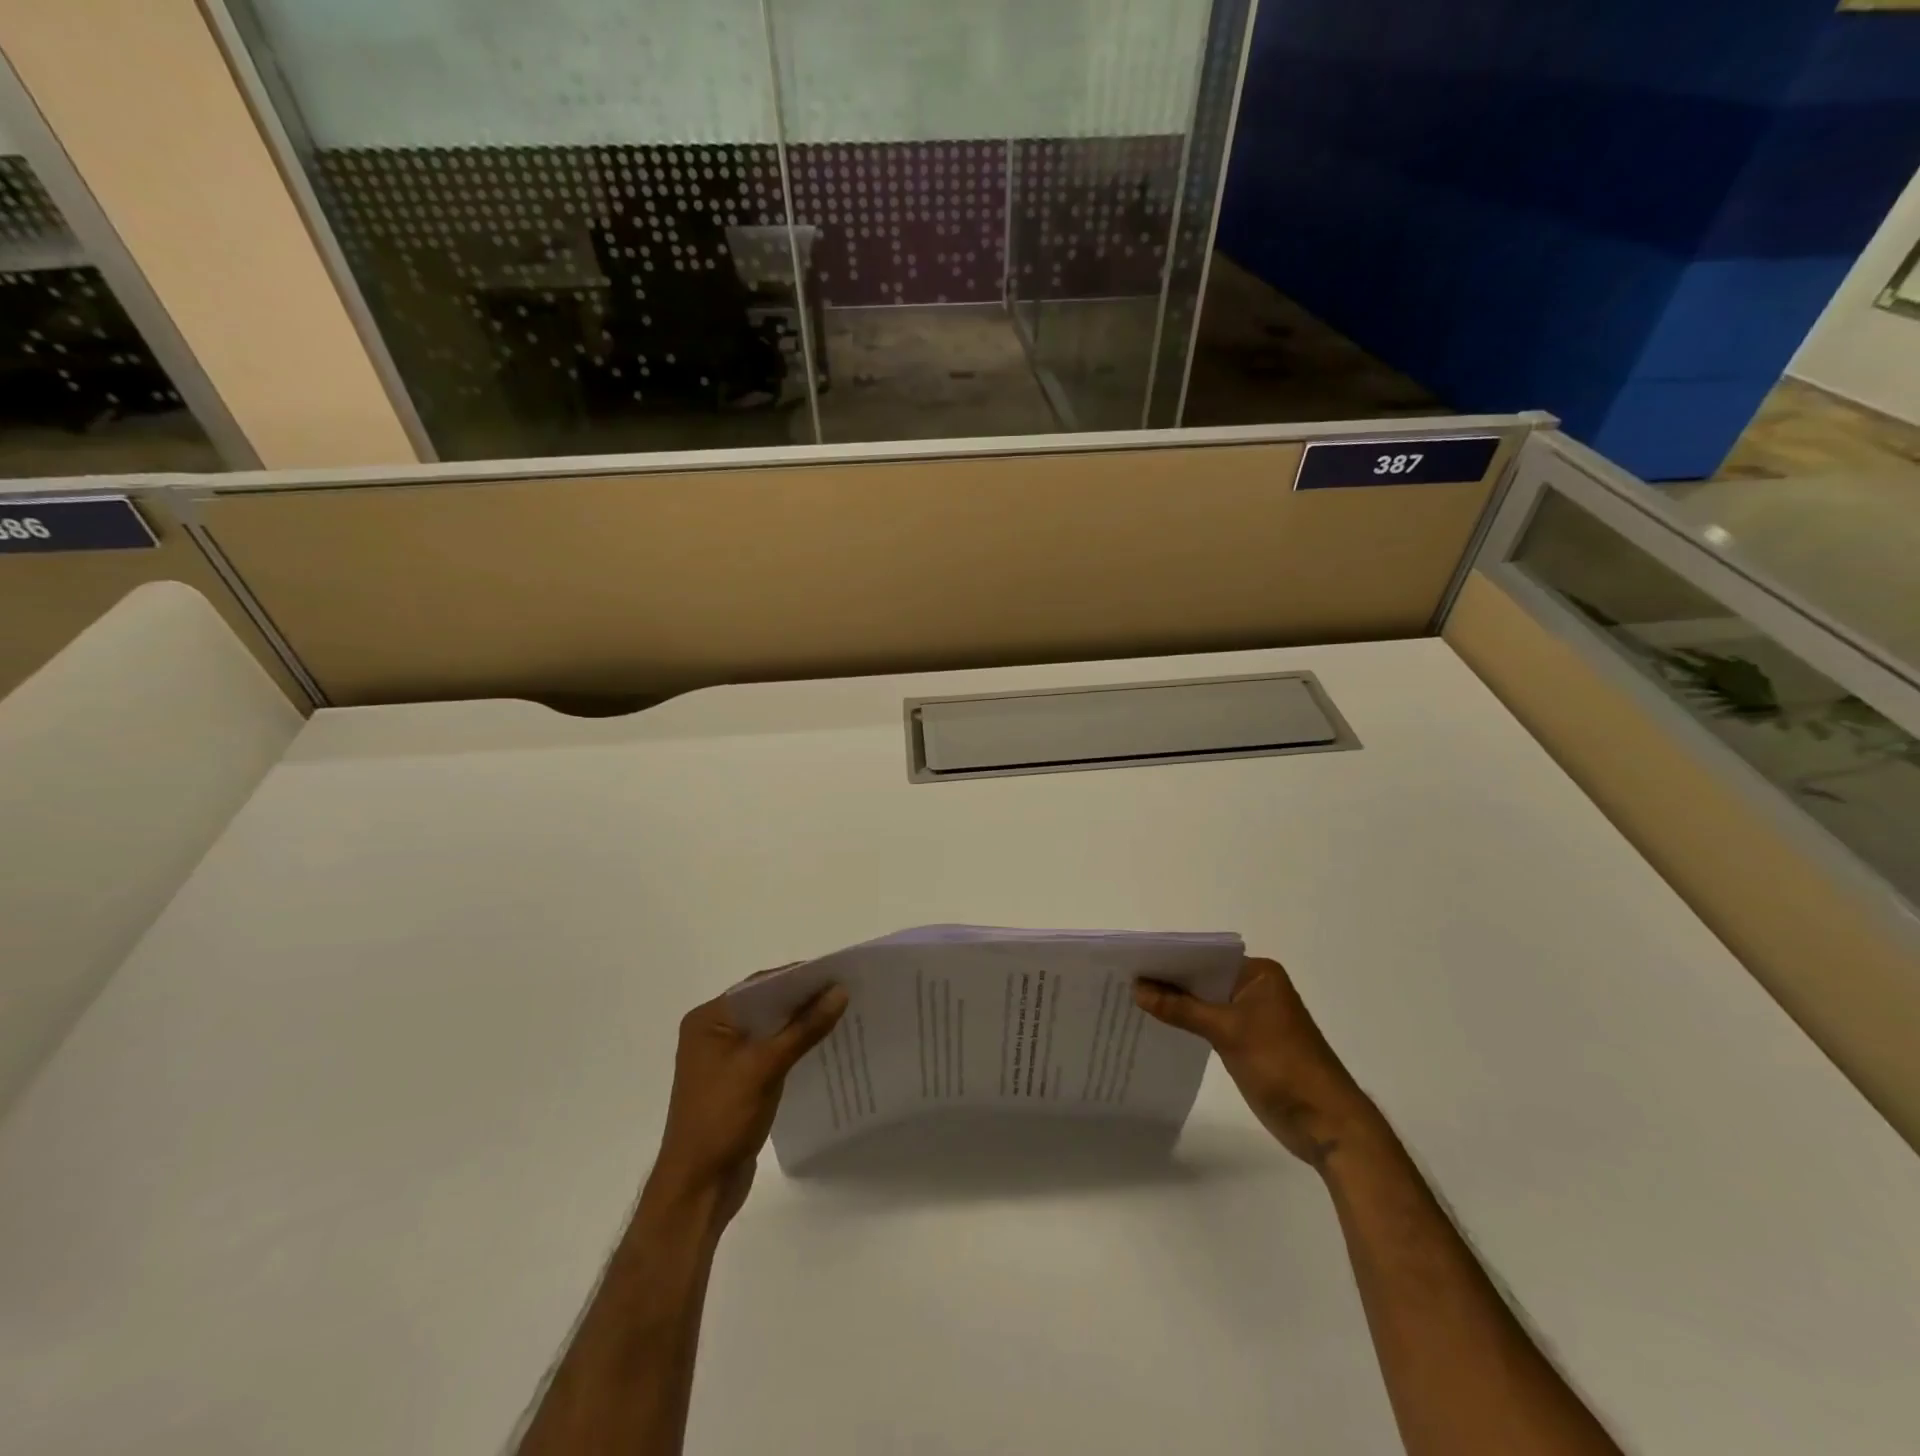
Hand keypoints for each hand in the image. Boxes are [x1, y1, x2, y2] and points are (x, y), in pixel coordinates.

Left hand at [649, 983, 848, 1225]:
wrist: (698, 1188)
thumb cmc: (723, 1118)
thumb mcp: (766, 1066)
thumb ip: (804, 1028)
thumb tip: (840, 991)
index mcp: (708, 1019)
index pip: (759, 986)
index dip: (797, 977)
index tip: (836, 972)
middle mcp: (712, 1032)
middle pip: (765, 1005)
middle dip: (802, 999)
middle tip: (844, 990)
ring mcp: (723, 1058)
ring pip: (769, 1028)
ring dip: (800, 1023)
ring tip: (840, 1013)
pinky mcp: (737, 1080)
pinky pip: (769, 1051)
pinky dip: (793, 1045)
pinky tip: (821, 1045)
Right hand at [1135, 957, 1375, 1167]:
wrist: (1325, 1123)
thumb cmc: (1281, 1065)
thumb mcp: (1227, 1031)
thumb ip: (1181, 1009)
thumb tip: (1137, 988)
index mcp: (1259, 974)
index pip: (1206, 957)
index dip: (1170, 959)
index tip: (1133, 962)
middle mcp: (1255, 988)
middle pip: (1203, 978)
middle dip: (1169, 982)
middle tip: (1124, 979)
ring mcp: (1252, 1017)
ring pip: (1204, 1002)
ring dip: (1176, 1004)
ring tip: (1131, 1000)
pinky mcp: (1247, 1043)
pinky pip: (1210, 1024)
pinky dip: (1188, 1024)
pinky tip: (1158, 1025)